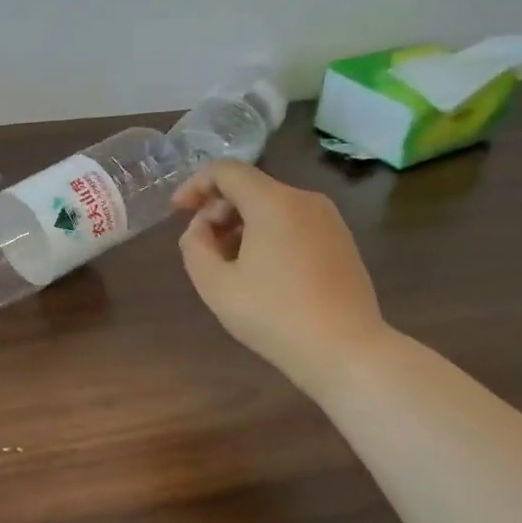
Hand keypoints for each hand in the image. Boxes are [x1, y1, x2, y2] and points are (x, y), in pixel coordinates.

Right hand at [173, 161, 387, 388]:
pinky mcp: (341, 241)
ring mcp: (328, 220)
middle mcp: (304, 200)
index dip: (195, 185)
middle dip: (217, 210)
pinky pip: (293, 222)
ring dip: (241, 224)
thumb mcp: (216, 285)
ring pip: (272, 205)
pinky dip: (267, 234)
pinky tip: (260, 271)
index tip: (176, 212)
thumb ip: (195, 247)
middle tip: (201, 246)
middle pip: (249, 187)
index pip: (226, 171)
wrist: (346, 351)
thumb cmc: (274, 316)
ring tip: (227, 263)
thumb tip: (200, 229)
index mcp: (273, 202)